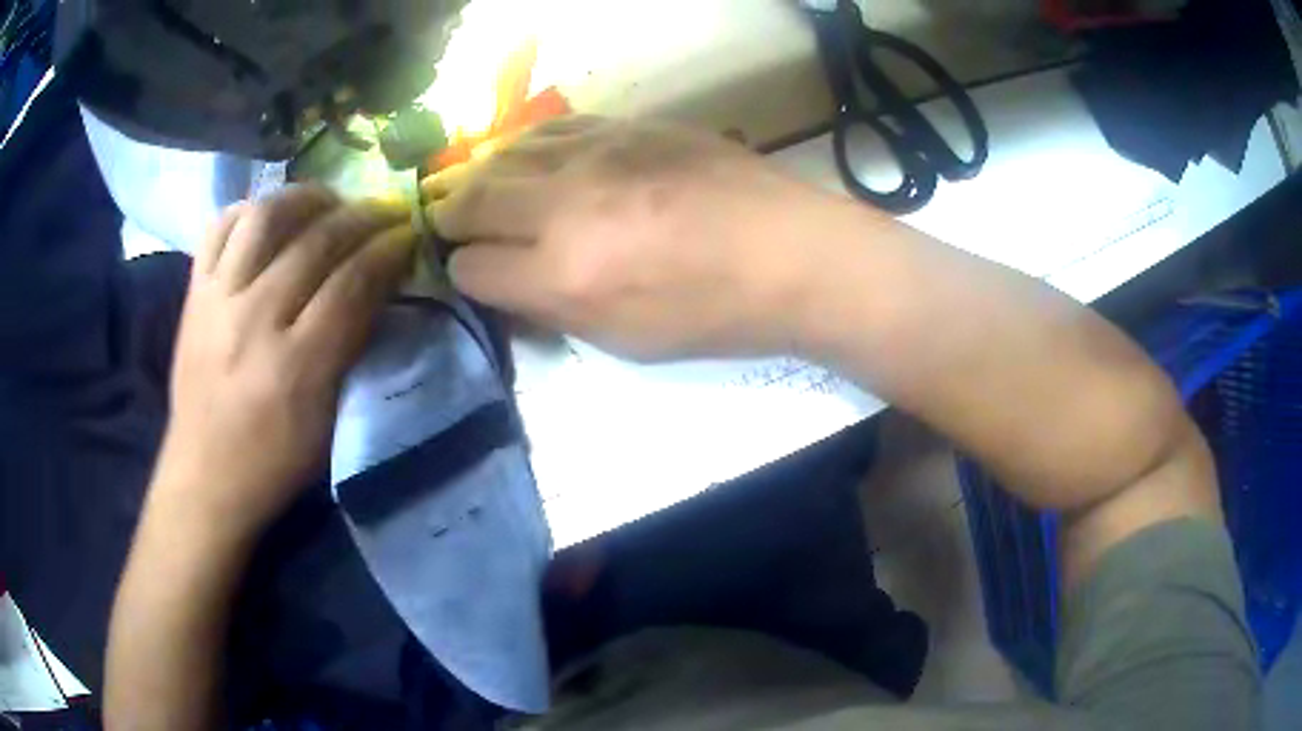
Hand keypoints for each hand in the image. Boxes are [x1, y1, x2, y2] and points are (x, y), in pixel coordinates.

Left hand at [150, 185, 413, 539]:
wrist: (205, 478)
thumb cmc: (273, 463)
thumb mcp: (327, 421)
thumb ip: (350, 348)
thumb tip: (378, 287)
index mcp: (295, 367)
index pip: (352, 285)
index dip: (387, 251)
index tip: (409, 234)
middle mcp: (253, 321)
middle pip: (315, 242)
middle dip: (361, 217)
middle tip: (383, 211)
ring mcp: (217, 300)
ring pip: (264, 217)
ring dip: (305, 198)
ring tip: (327, 202)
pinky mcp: (193, 293)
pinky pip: (219, 227)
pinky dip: (249, 209)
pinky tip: (270, 216)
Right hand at [428, 117, 860, 360]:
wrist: (792, 253)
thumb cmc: (714, 314)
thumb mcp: (624, 342)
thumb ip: (552, 309)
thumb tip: (505, 282)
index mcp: (565, 276)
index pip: (471, 268)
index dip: (465, 275)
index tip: (477, 275)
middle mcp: (565, 207)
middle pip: (471, 200)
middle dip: (453, 219)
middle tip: (457, 228)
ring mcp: (595, 155)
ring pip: (501, 155)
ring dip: (484, 178)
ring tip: (489, 193)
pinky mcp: (626, 125)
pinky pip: (549, 128)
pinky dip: (527, 148)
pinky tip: (533, 161)